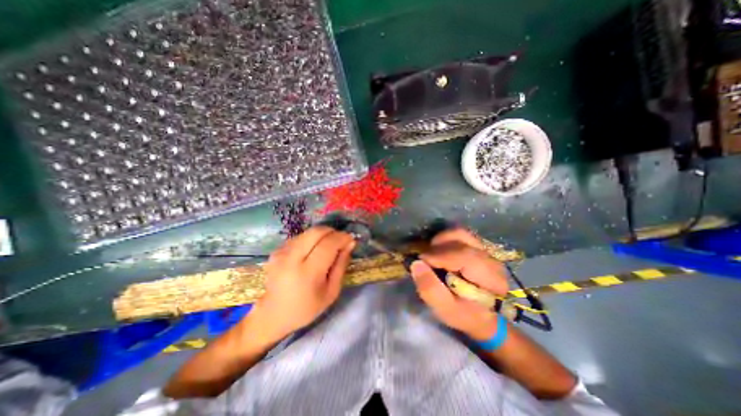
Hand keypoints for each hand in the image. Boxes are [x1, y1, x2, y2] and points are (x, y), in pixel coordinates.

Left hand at [255, 228, 355, 340]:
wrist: (273, 314)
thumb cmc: (307, 307)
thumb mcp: (332, 291)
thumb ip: (341, 265)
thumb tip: (350, 243)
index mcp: (308, 273)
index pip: (328, 244)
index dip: (342, 238)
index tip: (350, 239)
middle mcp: (292, 258)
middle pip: (316, 232)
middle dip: (332, 231)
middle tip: (340, 240)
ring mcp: (282, 252)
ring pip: (309, 232)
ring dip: (322, 235)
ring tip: (327, 247)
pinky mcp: (277, 250)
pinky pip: (300, 237)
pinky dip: (311, 239)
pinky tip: (312, 252)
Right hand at [411, 228, 509, 340]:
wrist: (482, 315)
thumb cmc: (464, 314)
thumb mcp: (445, 309)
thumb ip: (430, 289)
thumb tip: (416, 263)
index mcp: (491, 279)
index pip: (464, 256)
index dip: (439, 256)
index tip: (421, 261)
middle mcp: (491, 259)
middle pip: (461, 240)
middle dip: (438, 248)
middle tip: (425, 260)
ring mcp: (485, 250)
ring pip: (460, 233)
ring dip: (441, 240)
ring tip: (431, 254)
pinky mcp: (478, 246)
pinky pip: (459, 234)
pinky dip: (445, 239)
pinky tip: (439, 251)